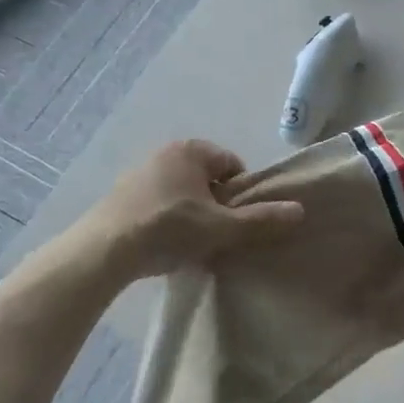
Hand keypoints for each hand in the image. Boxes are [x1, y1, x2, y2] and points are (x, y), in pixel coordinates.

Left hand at [78, 140, 302, 281]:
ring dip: (193, 213)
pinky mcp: (120, 196)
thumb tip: (299, 210)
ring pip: (183, 192)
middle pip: (208, 178)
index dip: (241, 193)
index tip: (236, 220)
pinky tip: (165, 244)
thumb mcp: (222, 227)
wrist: (103, 252)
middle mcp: (164, 153)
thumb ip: (261, 219)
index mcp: (191, 150)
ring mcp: (138, 173)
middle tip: (217, 233)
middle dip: (217, 203)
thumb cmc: (169, 229)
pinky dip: (167, 220)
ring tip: (191, 243)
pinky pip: (158, 204)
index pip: (232, 165)